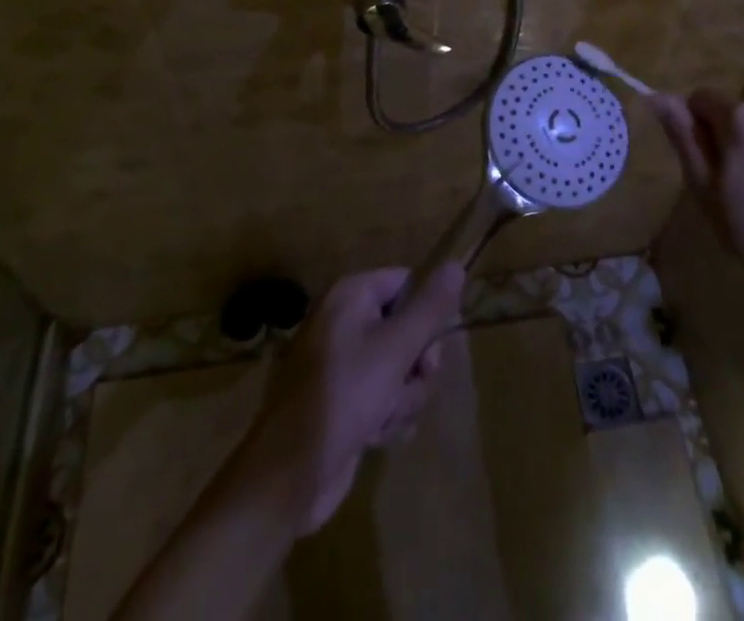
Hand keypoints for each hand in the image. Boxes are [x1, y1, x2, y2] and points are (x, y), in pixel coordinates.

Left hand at [235, 263, 463, 534]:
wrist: (288, 476)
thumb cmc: (342, 398)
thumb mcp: (393, 350)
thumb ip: (428, 309)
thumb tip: (456, 265)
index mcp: (351, 295)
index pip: (407, 283)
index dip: (427, 313)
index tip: (433, 347)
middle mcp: (346, 320)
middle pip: (407, 327)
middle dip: (416, 364)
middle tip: (413, 381)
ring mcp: (344, 363)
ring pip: (400, 367)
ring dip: (403, 397)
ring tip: (384, 418)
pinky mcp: (345, 401)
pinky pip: (384, 395)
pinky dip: (387, 416)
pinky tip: (377, 436)